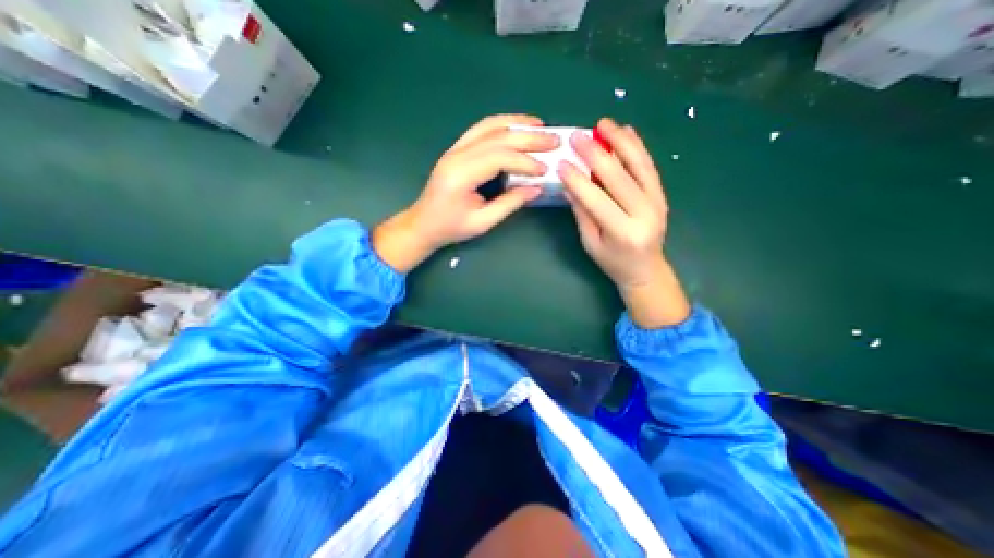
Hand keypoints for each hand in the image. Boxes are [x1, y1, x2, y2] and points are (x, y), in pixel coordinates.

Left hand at [372, 114, 557, 272]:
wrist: (423, 224)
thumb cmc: (451, 227)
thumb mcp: (482, 222)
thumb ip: (509, 203)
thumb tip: (537, 188)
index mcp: (461, 175)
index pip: (499, 158)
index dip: (525, 162)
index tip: (545, 169)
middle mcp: (457, 155)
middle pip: (497, 136)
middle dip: (528, 138)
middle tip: (554, 140)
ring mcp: (454, 149)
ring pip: (488, 126)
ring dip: (516, 124)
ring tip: (540, 126)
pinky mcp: (456, 149)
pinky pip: (481, 130)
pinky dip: (502, 126)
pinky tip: (517, 127)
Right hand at [557, 118, 692, 326]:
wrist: (646, 270)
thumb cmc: (613, 261)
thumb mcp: (591, 243)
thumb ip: (582, 214)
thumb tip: (569, 185)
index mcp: (623, 232)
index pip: (597, 200)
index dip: (578, 180)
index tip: (562, 163)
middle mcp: (644, 214)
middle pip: (619, 178)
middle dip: (596, 154)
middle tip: (578, 137)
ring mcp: (657, 202)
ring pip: (639, 165)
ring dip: (620, 141)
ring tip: (603, 124)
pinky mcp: (662, 194)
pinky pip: (649, 167)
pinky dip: (638, 148)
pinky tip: (627, 132)